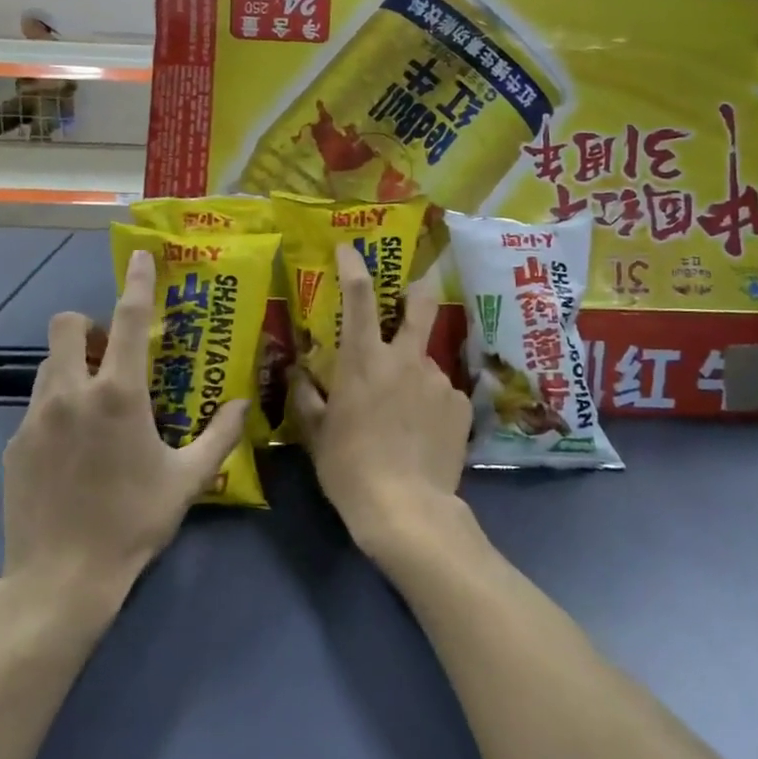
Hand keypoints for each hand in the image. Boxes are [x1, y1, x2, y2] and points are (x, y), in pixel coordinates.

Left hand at [0, 250, 246, 609]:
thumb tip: (245, 404)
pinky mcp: (14, 445)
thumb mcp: (188, 480)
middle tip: (110, 354)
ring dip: (72, 366)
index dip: (137, 282)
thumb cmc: (133, 523)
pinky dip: (57, 408)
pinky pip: (37, 407)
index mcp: (118, 394)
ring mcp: (36, 418)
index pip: (126, 319)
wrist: (60, 581)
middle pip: (66, 326)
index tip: (139, 257)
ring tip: (94, 401)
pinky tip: (72, 449)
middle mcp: (72, 394)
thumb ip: (221, 436)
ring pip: (49, 365)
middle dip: (87, 326)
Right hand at [290, 244, 472, 558]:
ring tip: (405, 415)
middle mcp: (406, 359)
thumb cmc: (350, 468)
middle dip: (417, 288)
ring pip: (424, 361)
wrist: (407, 510)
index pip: (358, 298)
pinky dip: (430, 403)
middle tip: (413, 291)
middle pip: (420, 304)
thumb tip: (296, 373)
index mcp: (365, 361)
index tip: (349, 248)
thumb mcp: (315, 435)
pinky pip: (441, 393)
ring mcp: (438, 380)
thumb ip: (305, 396)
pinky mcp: (460, 404)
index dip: (354, 266)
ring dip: (413, 373)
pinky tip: (423, 433)